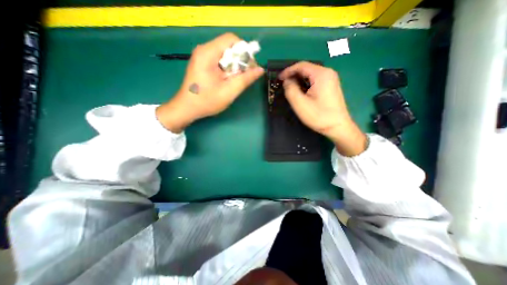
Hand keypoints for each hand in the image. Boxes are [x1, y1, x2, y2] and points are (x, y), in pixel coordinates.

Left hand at [157, 32, 263, 131]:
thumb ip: (245, 79)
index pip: (232, 39)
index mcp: (208, 53)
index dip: (244, 51)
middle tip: (245, 76)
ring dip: (234, 66)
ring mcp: (202, 57)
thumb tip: (260, 69)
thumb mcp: (229, 91)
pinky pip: (220, 61)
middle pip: (228, 46)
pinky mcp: (202, 63)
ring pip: (225, 54)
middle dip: (240, 60)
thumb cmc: (207, 101)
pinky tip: (228, 80)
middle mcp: (204, 50)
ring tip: (236, 80)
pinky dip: (227, 69)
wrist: (187, 108)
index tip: (250, 67)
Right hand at [279, 61, 366, 156]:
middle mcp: (328, 73)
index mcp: (321, 74)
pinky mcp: (330, 86)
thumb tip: (287, 81)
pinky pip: (315, 80)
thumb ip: (290, 89)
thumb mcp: (300, 104)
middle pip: (306, 69)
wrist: (338, 127)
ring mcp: (330, 79)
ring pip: (310, 75)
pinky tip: (301, 91)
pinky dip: (305, 84)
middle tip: (283, 84)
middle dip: (293, 75)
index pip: (301, 65)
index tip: (279, 78)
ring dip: (299, 80)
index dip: (288, 71)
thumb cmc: (319, 116)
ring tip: (289, 88)